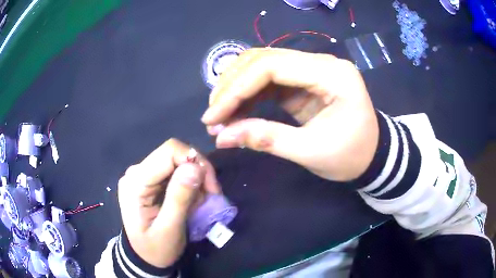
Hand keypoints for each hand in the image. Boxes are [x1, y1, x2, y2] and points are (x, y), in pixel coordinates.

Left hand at [118, 138, 220, 267]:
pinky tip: (190, 201)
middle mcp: (136, 172)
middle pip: (174, 154)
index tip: (212, 187)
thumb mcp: (169, 230)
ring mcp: (143, 175)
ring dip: (195, 180)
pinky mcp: (150, 180)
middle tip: (210, 196)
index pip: (168, 152)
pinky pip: (175, 172)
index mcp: (135, 182)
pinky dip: (189, 184)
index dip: (195, 162)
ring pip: (177, 162)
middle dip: (198, 172)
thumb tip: (196, 167)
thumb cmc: (155, 249)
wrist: (145, 257)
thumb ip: (179, 198)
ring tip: (198, 203)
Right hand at [201, 48, 378, 181]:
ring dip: (236, 88)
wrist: (372, 155)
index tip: (213, 115)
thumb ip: (267, 139)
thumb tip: (222, 137)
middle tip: (212, 115)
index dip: (236, 88)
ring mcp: (311, 69)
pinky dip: (248, 95)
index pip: (272, 66)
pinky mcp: (303, 81)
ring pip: (262, 66)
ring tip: (219, 115)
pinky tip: (235, 112)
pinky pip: (269, 80)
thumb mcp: (311, 152)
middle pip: (263, 59)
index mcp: (331, 74)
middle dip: (231, 86)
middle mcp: (320, 62)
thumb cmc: (352, 156)